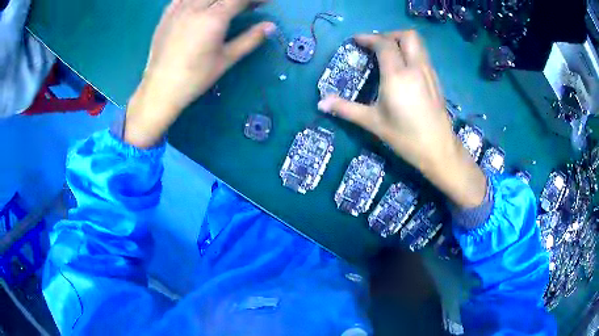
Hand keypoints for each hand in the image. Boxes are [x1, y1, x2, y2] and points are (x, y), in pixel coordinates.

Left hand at [125, 0, 275, 147]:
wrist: (160, 88)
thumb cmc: (195, 77)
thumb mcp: (226, 59)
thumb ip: (250, 39)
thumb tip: (270, 26)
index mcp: (214, 18)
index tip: (265, 4)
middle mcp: (196, 7)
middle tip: (248, 6)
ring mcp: (179, 8)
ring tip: (224, 7)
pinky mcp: (167, 14)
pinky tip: (201, 5)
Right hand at [318, 31, 485, 207]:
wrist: (439, 150)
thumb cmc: (406, 137)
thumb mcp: (373, 123)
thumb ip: (346, 109)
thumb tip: (321, 103)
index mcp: (397, 75)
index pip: (384, 44)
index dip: (368, 38)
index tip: (356, 41)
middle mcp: (415, 68)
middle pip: (407, 36)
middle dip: (389, 34)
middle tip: (375, 45)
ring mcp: (429, 73)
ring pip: (418, 44)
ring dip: (401, 41)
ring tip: (388, 54)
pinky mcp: (436, 80)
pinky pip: (423, 56)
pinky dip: (411, 53)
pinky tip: (403, 69)